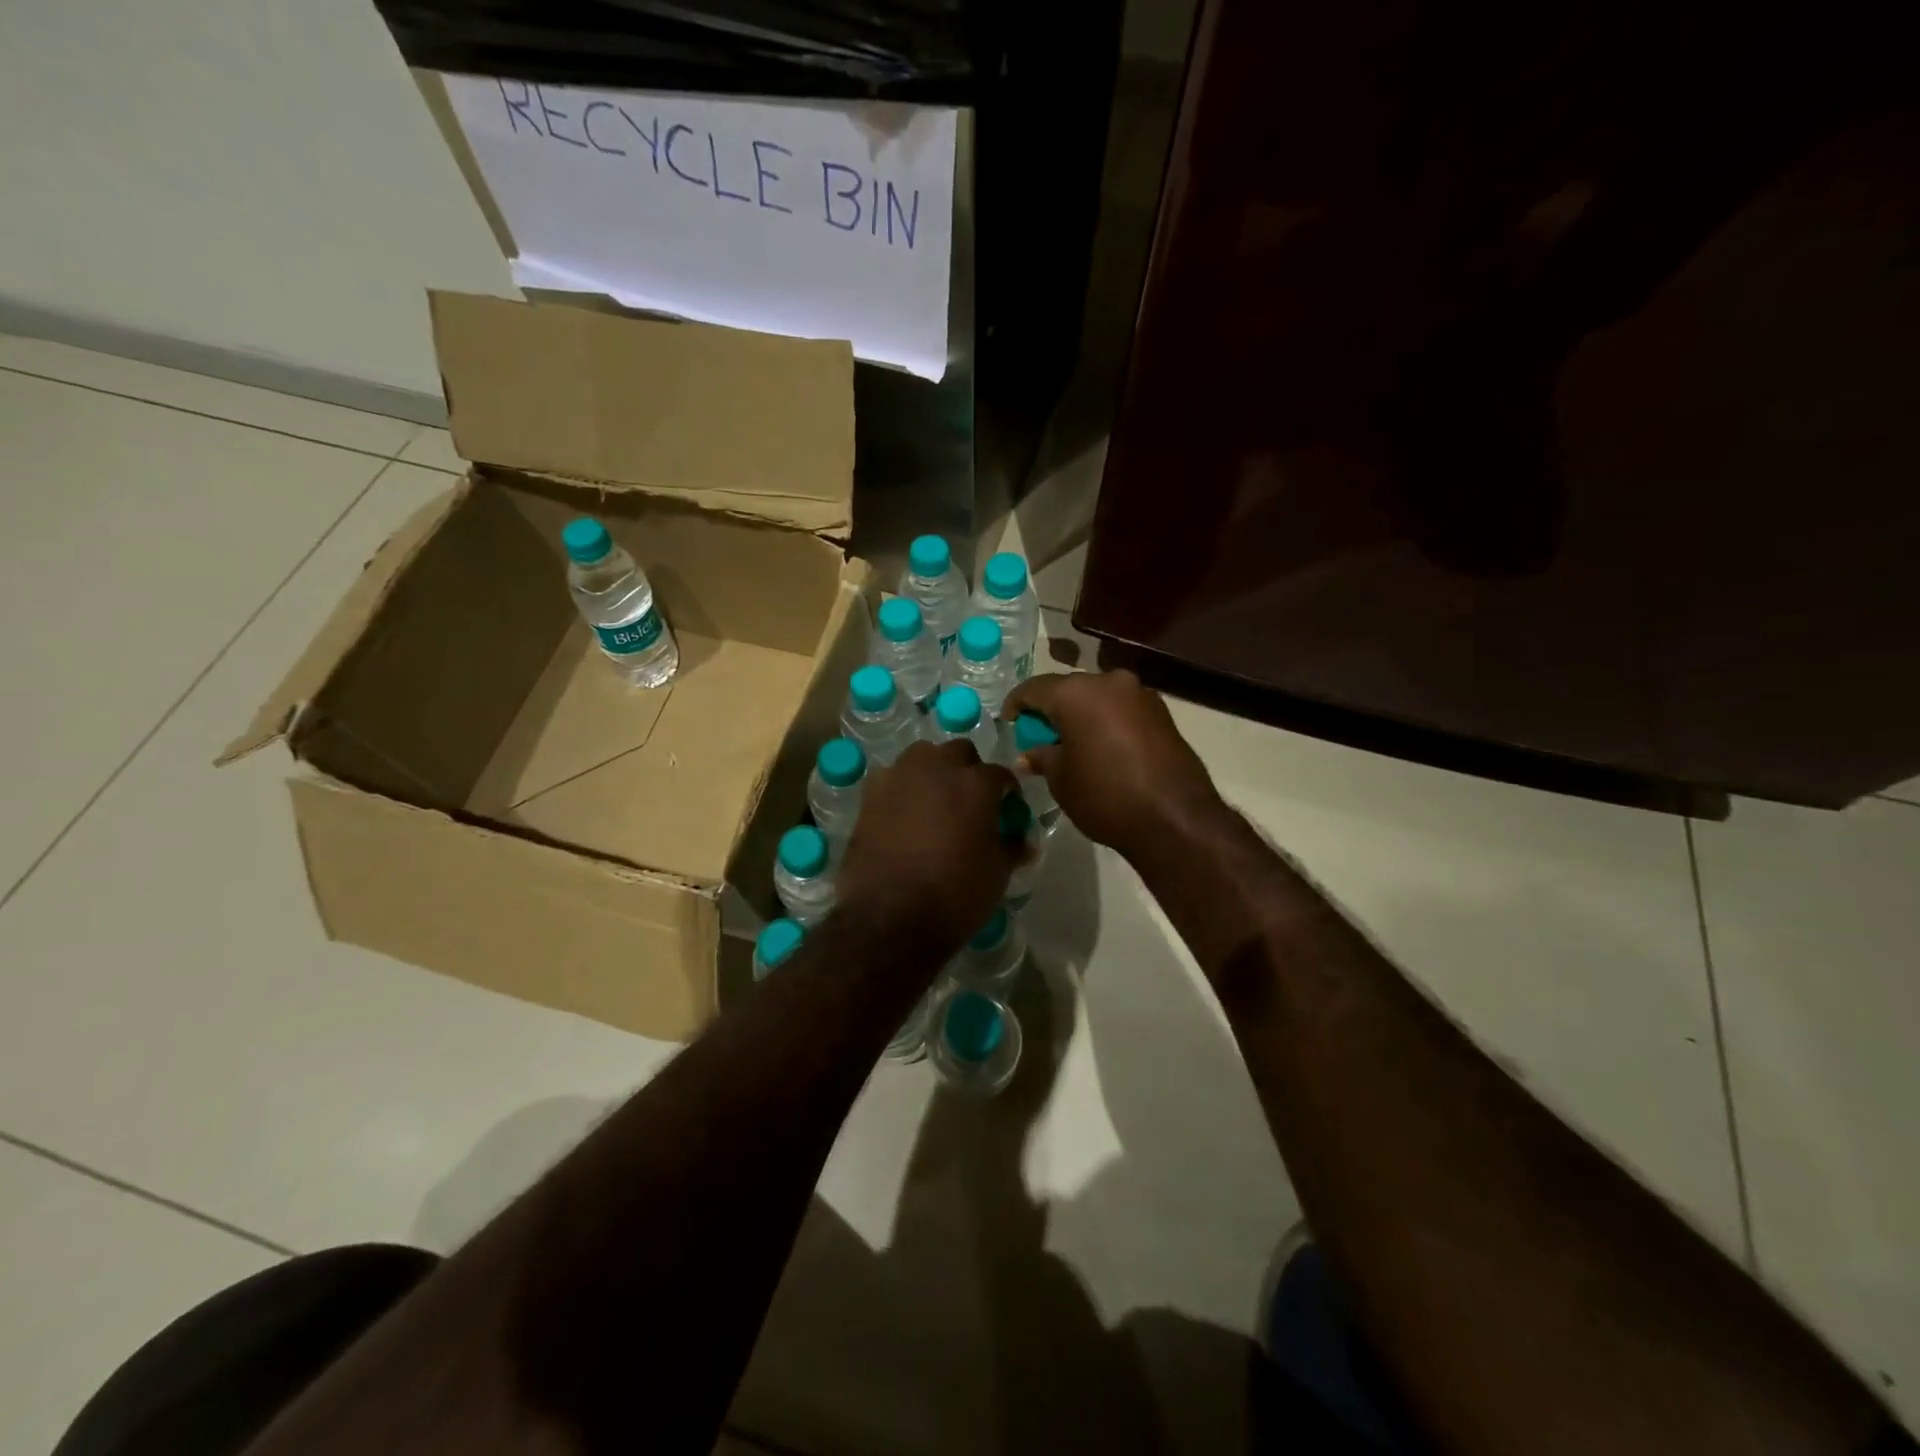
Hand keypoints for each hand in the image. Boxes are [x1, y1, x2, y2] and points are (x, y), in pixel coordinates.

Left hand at [837, 740, 1019, 952]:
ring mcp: (899, 776)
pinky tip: (902, 814)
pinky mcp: (869, 794)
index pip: (1000, 774)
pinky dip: (901, 788)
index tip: (1007, 808)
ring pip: (922, 757)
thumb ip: (1011, 848)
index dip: (1006, 791)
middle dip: (968, 770)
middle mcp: (938, 768)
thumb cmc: (955, 895)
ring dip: (932, 771)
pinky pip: (892, 778)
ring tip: (934, 801)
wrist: (889, 917)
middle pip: (959, 753)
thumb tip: (1023, 841)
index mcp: (976, 783)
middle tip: (969, 801)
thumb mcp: (997, 874)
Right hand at [1004, 670, 1222, 860]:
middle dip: (1051, 710)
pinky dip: (1106, 722)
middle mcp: (1109, 681)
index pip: (1033, 688)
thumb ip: (1041, 758)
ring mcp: (1140, 694)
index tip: (1008, 723)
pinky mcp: (1162, 713)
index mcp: (1076, 692)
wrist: (1175, 818)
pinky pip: (1122, 710)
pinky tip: (1101, 748)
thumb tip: (1028, 756)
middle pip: (1069, 689)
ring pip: (1098, 697)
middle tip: (1039, 736)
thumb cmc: (1105, 795)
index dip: (1016, 705)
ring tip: (1071, 744)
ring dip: (1082, 715)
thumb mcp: (1061, 779)